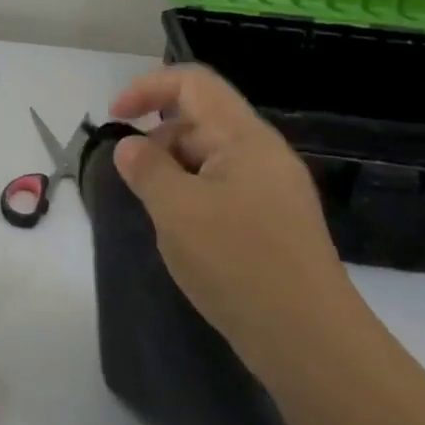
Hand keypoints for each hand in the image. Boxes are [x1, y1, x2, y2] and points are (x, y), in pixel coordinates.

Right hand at [108, 64, 353, 360]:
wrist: (309, 341)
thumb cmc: (238, 264)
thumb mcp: (176, 210)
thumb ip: (146, 169)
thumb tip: (129, 147)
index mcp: (244, 137)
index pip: (193, 83)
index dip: (148, 88)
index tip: (114, 117)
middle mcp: (262, 154)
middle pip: (199, 119)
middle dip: (157, 139)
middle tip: (134, 183)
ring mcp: (271, 189)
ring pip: (208, 158)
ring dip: (172, 173)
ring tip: (159, 216)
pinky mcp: (272, 222)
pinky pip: (221, 189)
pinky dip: (191, 198)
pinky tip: (184, 236)